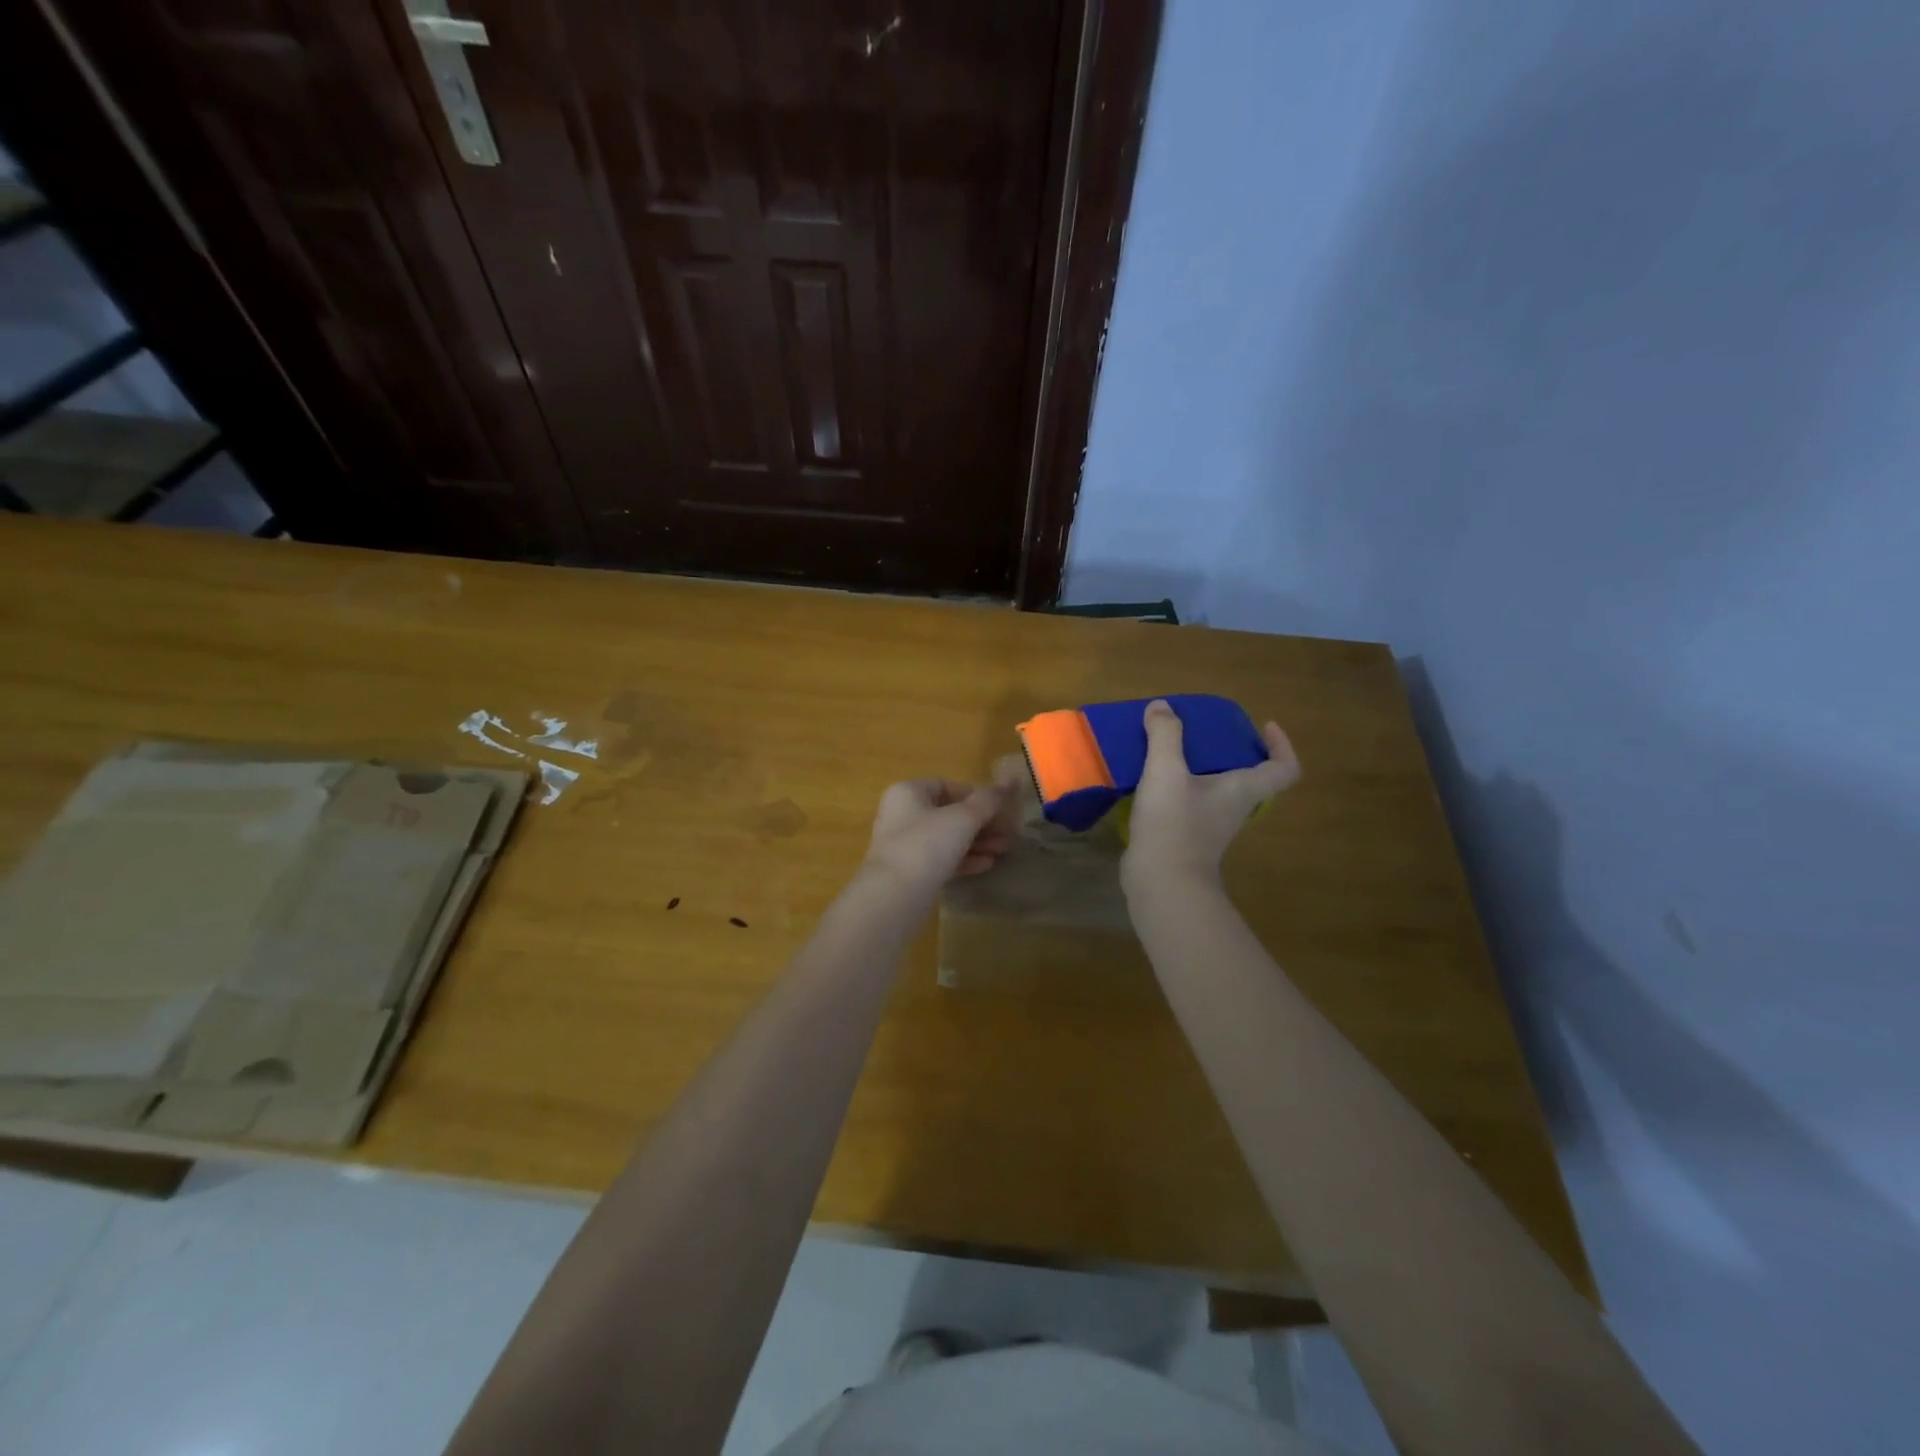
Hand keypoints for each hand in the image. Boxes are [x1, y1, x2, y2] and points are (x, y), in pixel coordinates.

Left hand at [862, 775, 1015, 895]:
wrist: (893, 898)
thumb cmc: (926, 845)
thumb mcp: (963, 818)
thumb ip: (987, 801)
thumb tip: (1009, 783)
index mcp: (908, 792)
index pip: (947, 786)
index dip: (977, 795)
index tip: (1002, 809)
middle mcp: (902, 814)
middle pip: (949, 813)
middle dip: (982, 822)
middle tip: (1010, 833)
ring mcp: (904, 845)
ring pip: (947, 838)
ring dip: (977, 842)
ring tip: (1005, 850)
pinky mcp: (909, 872)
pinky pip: (941, 859)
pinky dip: (964, 859)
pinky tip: (988, 865)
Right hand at [1121, 699, 1299, 895]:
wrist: (1161, 883)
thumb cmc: (1174, 824)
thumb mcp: (1166, 771)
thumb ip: (1165, 735)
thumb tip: (1162, 707)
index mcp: (1243, 790)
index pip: (1284, 769)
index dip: (1282, 746)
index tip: (1264, 726)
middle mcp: (1234, 808)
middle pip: (1249, 778)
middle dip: (1233, 753)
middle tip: (1208, 734)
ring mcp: (1211, 827)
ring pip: (1217, 792)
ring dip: (1202, 771)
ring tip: (1173, 751)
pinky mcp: (1187, 839)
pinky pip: (1191, 806)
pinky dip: (1179, 790)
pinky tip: (1151, 781)